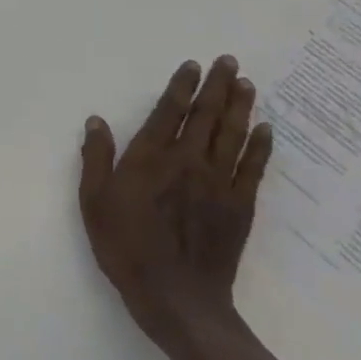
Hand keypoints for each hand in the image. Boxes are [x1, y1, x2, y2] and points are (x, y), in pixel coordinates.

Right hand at [78, 56, 272, 359]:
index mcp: (150, 158)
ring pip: (232, 134)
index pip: (169, 112)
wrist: (177, 299)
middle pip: (206, 115)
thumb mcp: (94, 203)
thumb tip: (96, 121)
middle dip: (217, 85)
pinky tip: (266, 129)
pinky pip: (253, 167)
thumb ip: (96, 159)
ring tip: (246, 83)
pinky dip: (260, 145)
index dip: (181, 86)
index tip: (193, 65)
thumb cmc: (127, 248)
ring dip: (240, 106)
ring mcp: (218, 183)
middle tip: (229, 60)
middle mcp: (187, 161)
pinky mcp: (240, 206)